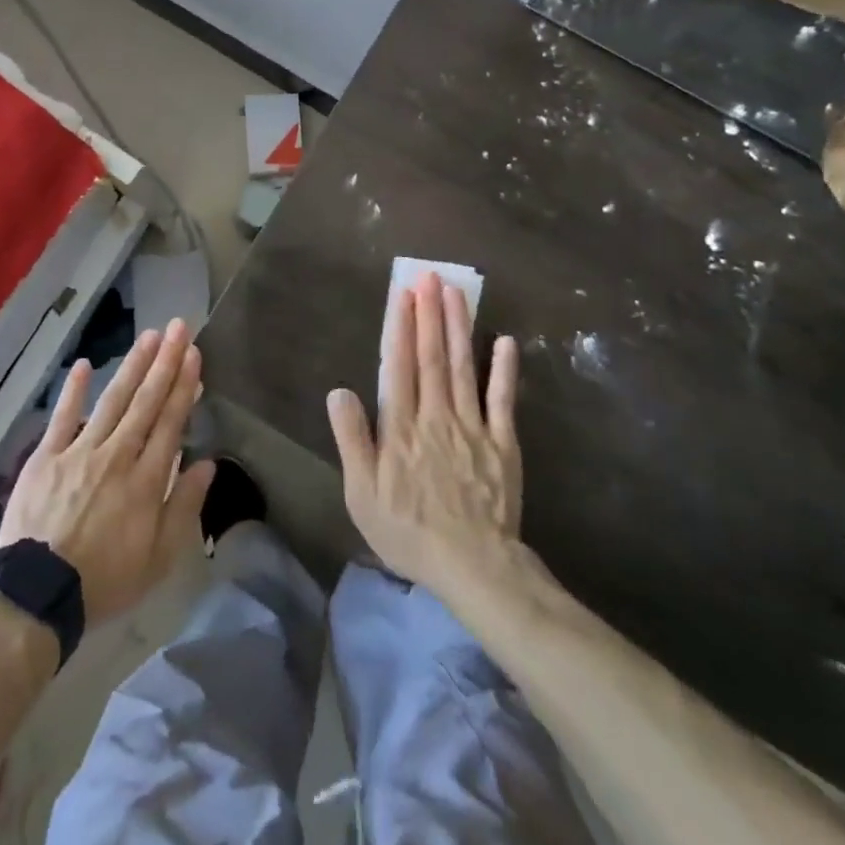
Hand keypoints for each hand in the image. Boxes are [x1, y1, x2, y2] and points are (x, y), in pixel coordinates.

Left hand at [0, 319, 216, 622]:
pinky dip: (74, 390)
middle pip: (146, 401)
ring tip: (149, 336)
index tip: (194, 354)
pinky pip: (63, 416)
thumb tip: (208, 464)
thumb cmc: (104, 582)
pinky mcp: (46, 456)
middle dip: (165, 361)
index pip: (171, 422)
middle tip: (179, 327)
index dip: (184, 385)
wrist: (38, 596)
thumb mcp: (158, 559)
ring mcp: (79, 451)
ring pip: (113, 400)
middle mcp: (117, 456)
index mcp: (146, 481)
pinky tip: (86, 364)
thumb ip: (184, 507)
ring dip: (133, 366)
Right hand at [327, 271, 521, 591]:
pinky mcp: (502, 442)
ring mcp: (472, 426)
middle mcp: (436, 415)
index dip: (400, 326)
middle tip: (429, 276)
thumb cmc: (408, 531)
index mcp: (401, 426)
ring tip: (456, 292)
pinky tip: (505, 340)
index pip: (398, 365)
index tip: (402, 294)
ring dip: (459, 327)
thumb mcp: (362, 493)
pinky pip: (503, 400)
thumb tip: (339, 391)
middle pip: (431, 356)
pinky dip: (505, 370)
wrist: (473, 567)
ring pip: (463, 367)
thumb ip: (353, 439)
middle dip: (429, 313)